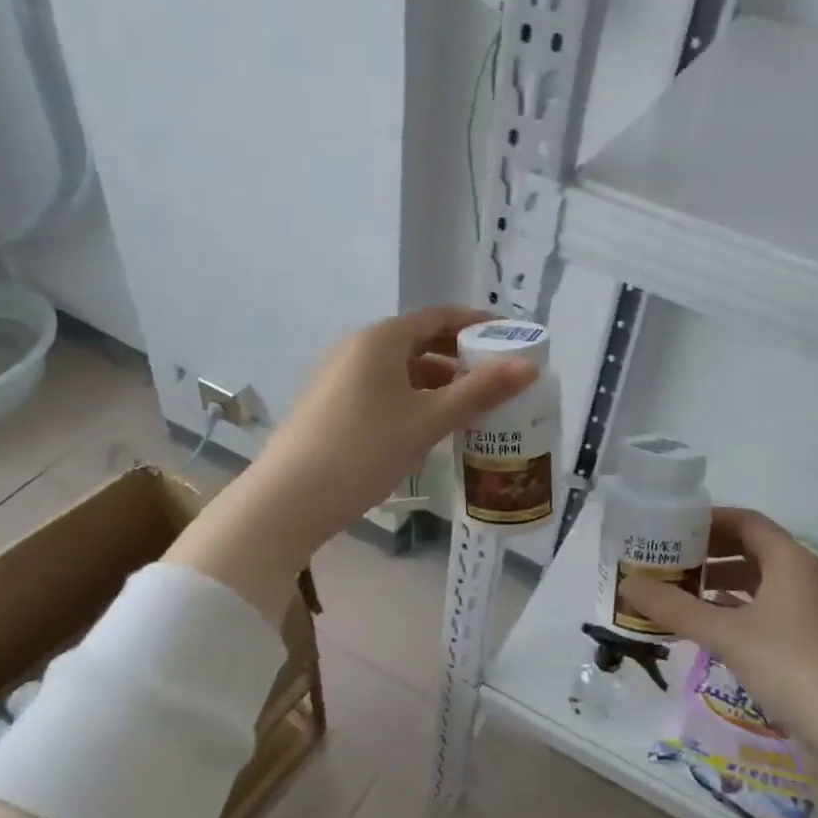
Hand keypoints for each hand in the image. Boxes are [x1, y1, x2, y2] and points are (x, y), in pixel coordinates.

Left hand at [255, 305, 538, 542]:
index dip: (476, 324)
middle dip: (459, 358)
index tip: (509, 338)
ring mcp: (338, 377)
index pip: (438, 316)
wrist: (287, 501)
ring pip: (400, 370)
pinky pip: (382, 390)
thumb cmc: (364, 450)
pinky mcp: (330, 406)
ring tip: (470, 408)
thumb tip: (529, 367)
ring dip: (437, 383)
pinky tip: (428, 428)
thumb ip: (480, 391)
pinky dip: (412, 399)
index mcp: (380, 339)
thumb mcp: (428, 421)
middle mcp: (356, 348)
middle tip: (496, 379)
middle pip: (418, 341)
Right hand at [619, 506, 817, 780]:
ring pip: (759, 582)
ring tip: (680, 593)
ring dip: (721, 583)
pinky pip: (767, 610)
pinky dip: (737, 610)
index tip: (671, 527)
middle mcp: (804, 577)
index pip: (746, 521)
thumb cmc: (792, 667)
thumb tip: (627, 583)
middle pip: (751, 549)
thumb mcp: (726, 634)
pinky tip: (710, 628)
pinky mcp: (812, 642)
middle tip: (668, 560)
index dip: (708, 520)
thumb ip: (674, 607)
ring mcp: (811, 611)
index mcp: (791, 560)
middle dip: (709, 552)